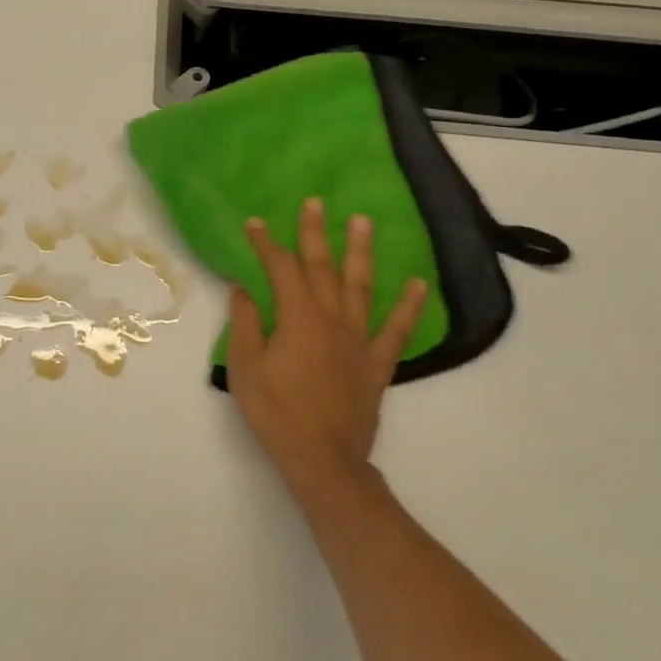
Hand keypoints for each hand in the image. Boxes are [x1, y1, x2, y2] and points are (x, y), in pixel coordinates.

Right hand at [227, 198, 428, 496]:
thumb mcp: (245, 366)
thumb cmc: (276, 411)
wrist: (322, 458)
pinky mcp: (377, 363)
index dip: (267, 244)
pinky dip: (408, 306)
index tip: (256, 223)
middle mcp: (332, 319)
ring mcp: (359, 340)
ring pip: (361, 287)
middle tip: (315, 202)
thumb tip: (243, 288)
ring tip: (362, 222)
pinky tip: (418, 284)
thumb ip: (244, 322)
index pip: (281, 269)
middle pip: (322, 267)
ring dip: (361, 252)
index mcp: (298, 318)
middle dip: (315, 233)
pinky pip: (396, 330)